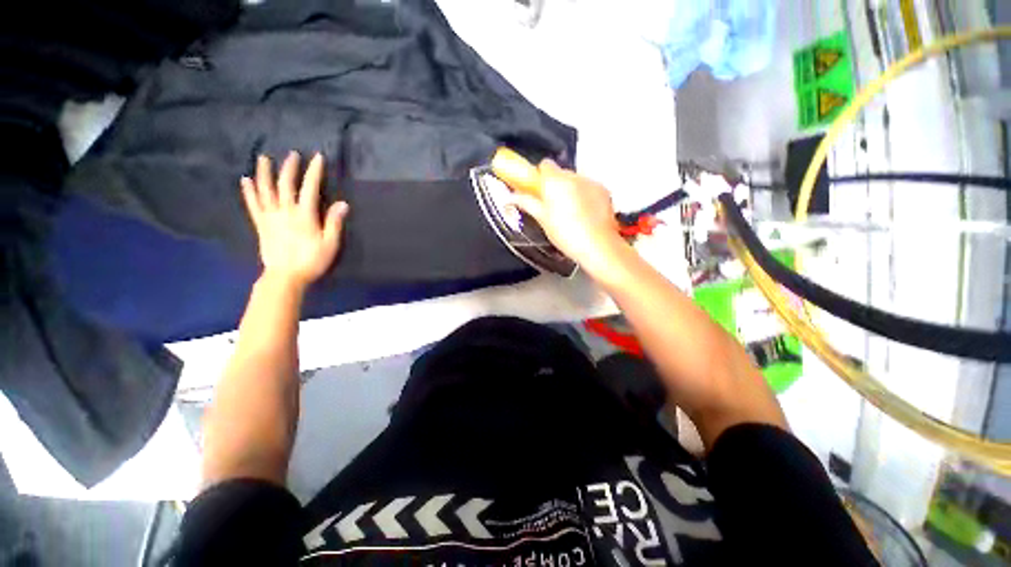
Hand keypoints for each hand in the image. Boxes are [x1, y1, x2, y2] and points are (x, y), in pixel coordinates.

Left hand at [241, 152, 348, 289]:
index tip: (317, 157)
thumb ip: (334, 222)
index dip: (314, 171)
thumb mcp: (330, 244)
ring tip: (262, 158)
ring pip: (265, 190)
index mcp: (304, 215)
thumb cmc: (312, 260)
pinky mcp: (261, 224)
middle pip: (285, 184)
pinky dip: (248, 191)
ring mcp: (270, 217)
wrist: (285, 276)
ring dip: (264, 173)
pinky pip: (253, 204)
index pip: (309, 188)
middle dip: (289, 168)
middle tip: (292, 154)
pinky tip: (245, 180)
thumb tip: (343, 204)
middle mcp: (285, 211)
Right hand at [509, 160, 624, 274]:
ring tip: (569, 213)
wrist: (597, 245)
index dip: (540, 176)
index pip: (545, 165)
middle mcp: (574, 176)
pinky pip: (589, 188)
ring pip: (576, 180)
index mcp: (555, 181)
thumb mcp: (542, 220)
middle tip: (551, 205)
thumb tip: (512, 197)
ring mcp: (591, 182)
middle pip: (561, 173)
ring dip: (570, 190)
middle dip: (555, 185)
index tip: (538, 190)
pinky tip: (584, 214)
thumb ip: (527, 203)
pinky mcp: (604, 191)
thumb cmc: (566, 234)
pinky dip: (585, 196)